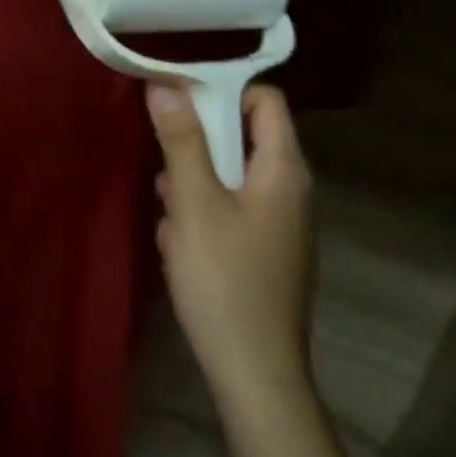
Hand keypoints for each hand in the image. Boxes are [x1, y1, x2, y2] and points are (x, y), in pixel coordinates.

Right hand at [147, 83, 316, 409]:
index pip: (266, 101)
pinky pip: (232, 214)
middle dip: (199, 147)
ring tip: (168, 211)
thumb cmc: (224, 278)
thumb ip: (182, 141)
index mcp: (284, 170)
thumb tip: (167, 85)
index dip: (224, 92)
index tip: (178, 102)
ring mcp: (280, 226)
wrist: (255, 371)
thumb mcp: (194, 203)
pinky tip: (179, 246)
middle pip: (244, 140)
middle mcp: (291, 191)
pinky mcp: (266, 254)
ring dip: (195, 186)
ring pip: (232, 180)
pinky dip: (203, 217)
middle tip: (164, 166)